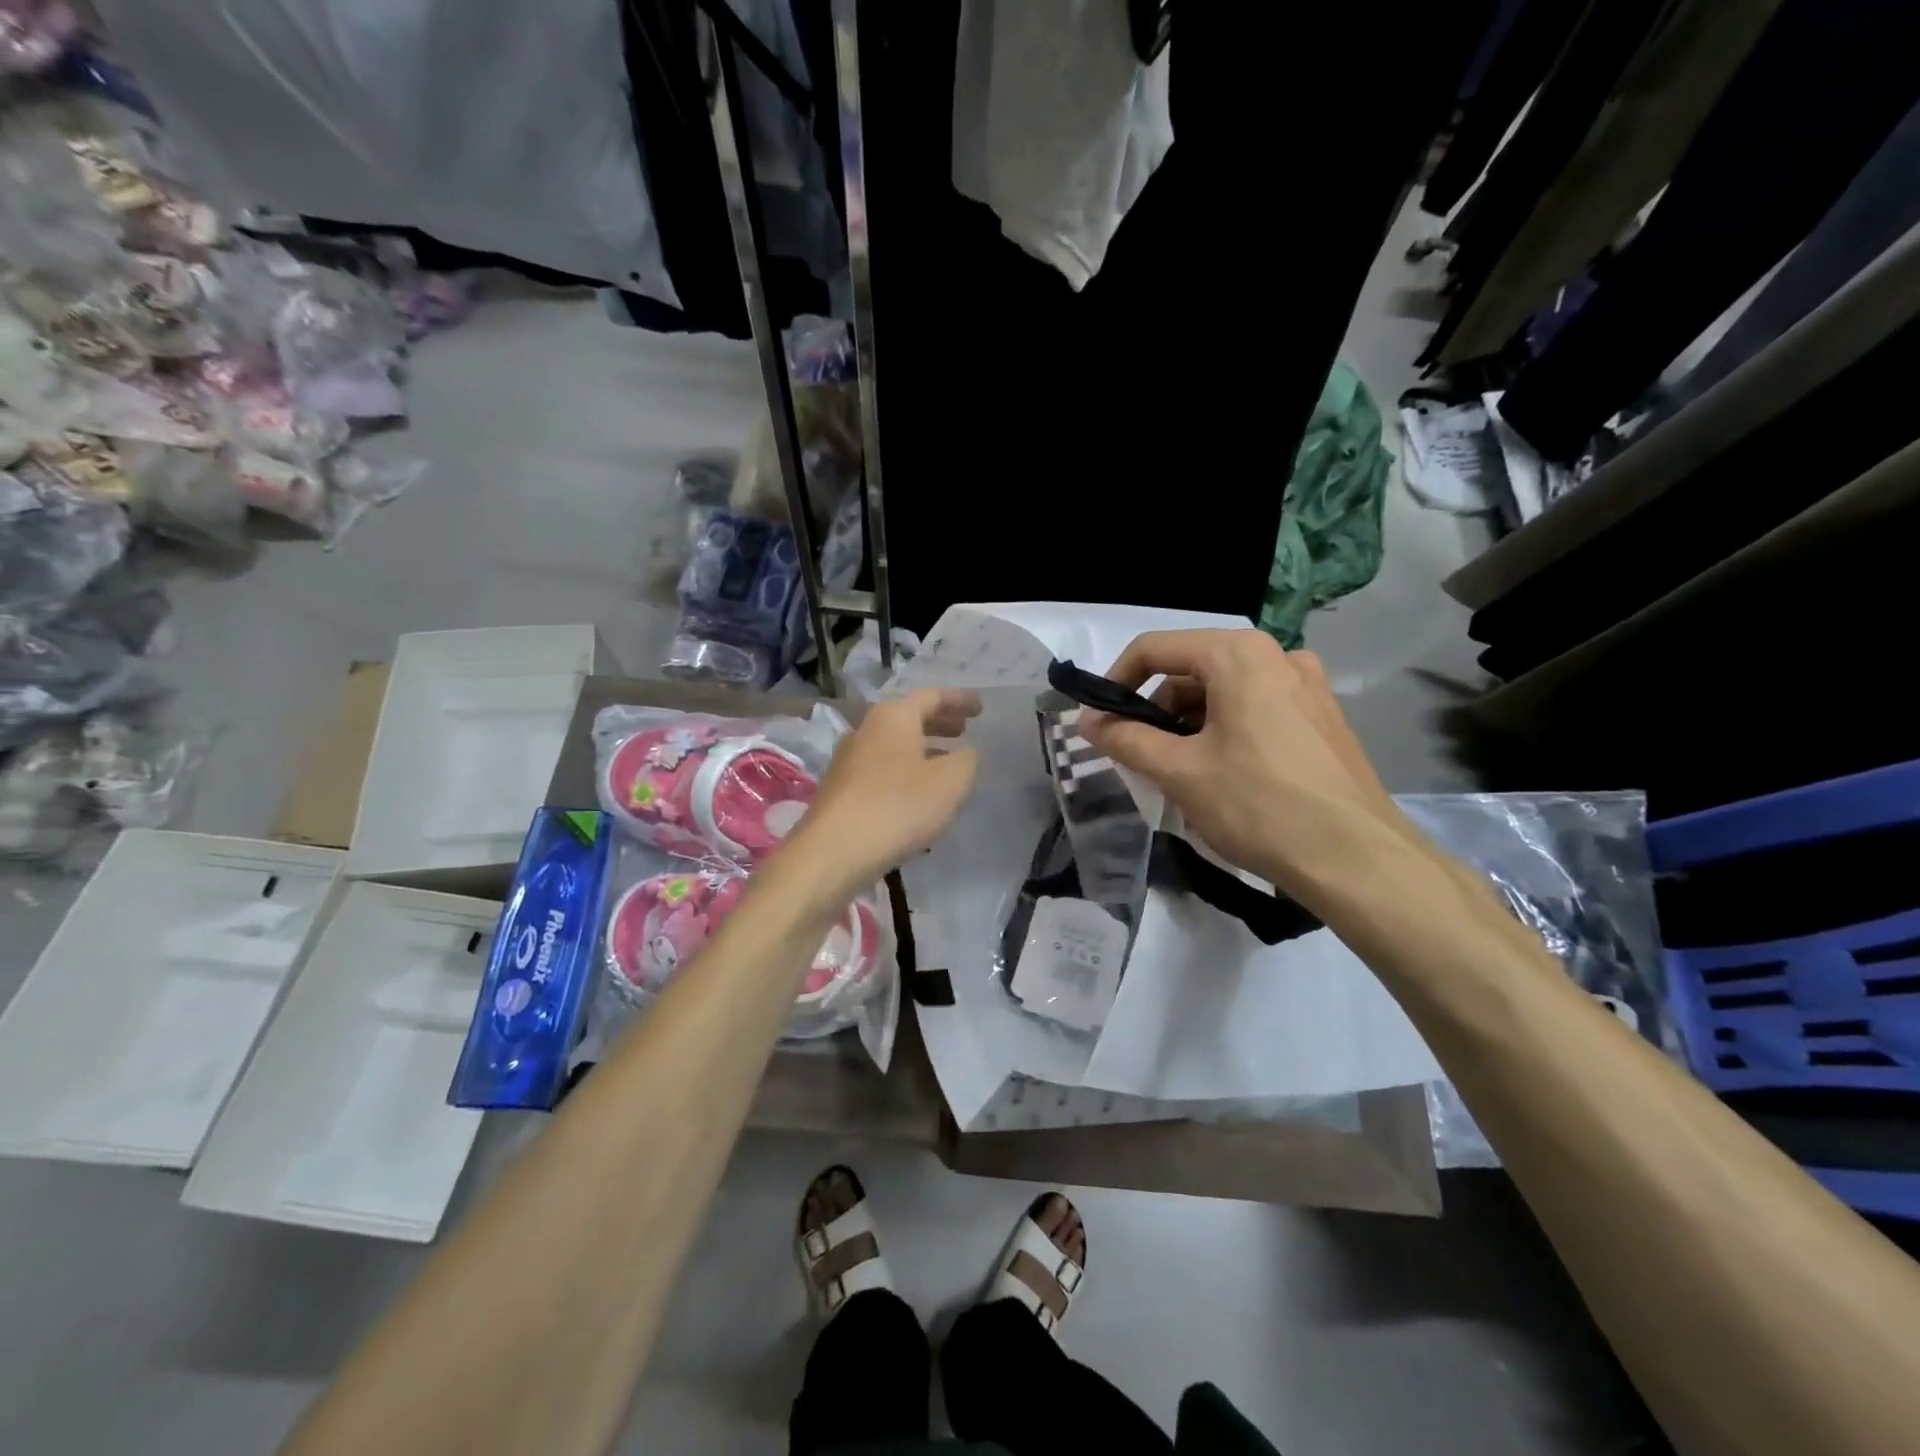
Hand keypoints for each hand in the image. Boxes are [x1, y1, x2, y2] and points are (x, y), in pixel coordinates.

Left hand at [789, 688, 980, 896]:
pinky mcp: (840, 791)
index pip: (931, 697)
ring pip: (893, 746)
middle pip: (908, 718)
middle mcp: (865, 730)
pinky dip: (904, 772)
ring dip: (921, 749)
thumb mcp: (951, 781)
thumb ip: (966, 760)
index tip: (980, 708)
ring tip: (945, 764)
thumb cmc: (899, 805)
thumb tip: (964, 753)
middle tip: (962, 731)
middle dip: (938, 723)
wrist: (835, 851)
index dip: (959, 700)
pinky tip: (916, 794)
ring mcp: (847, 761)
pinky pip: (881, 770)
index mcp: (893, 717)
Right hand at [1079, 630, 1405, 900]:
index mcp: (1238, 654)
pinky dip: (1225, 731)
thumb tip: (1088, 722)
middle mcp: (1276, 655)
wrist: (1357, 859)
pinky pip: (1256, 710)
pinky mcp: (1323, 717)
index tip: (1100, 722)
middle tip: (1139, 756)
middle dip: (1156, 710)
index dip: (1116, 682)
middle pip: (1191, 670)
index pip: (1155, 649)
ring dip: (1189, 725)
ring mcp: (1307, 685)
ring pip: (1224, 692)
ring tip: (1178, 773)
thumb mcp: (1179, 772)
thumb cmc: (1258, 805)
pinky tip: (1222, 776)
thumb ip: (1126, 739)